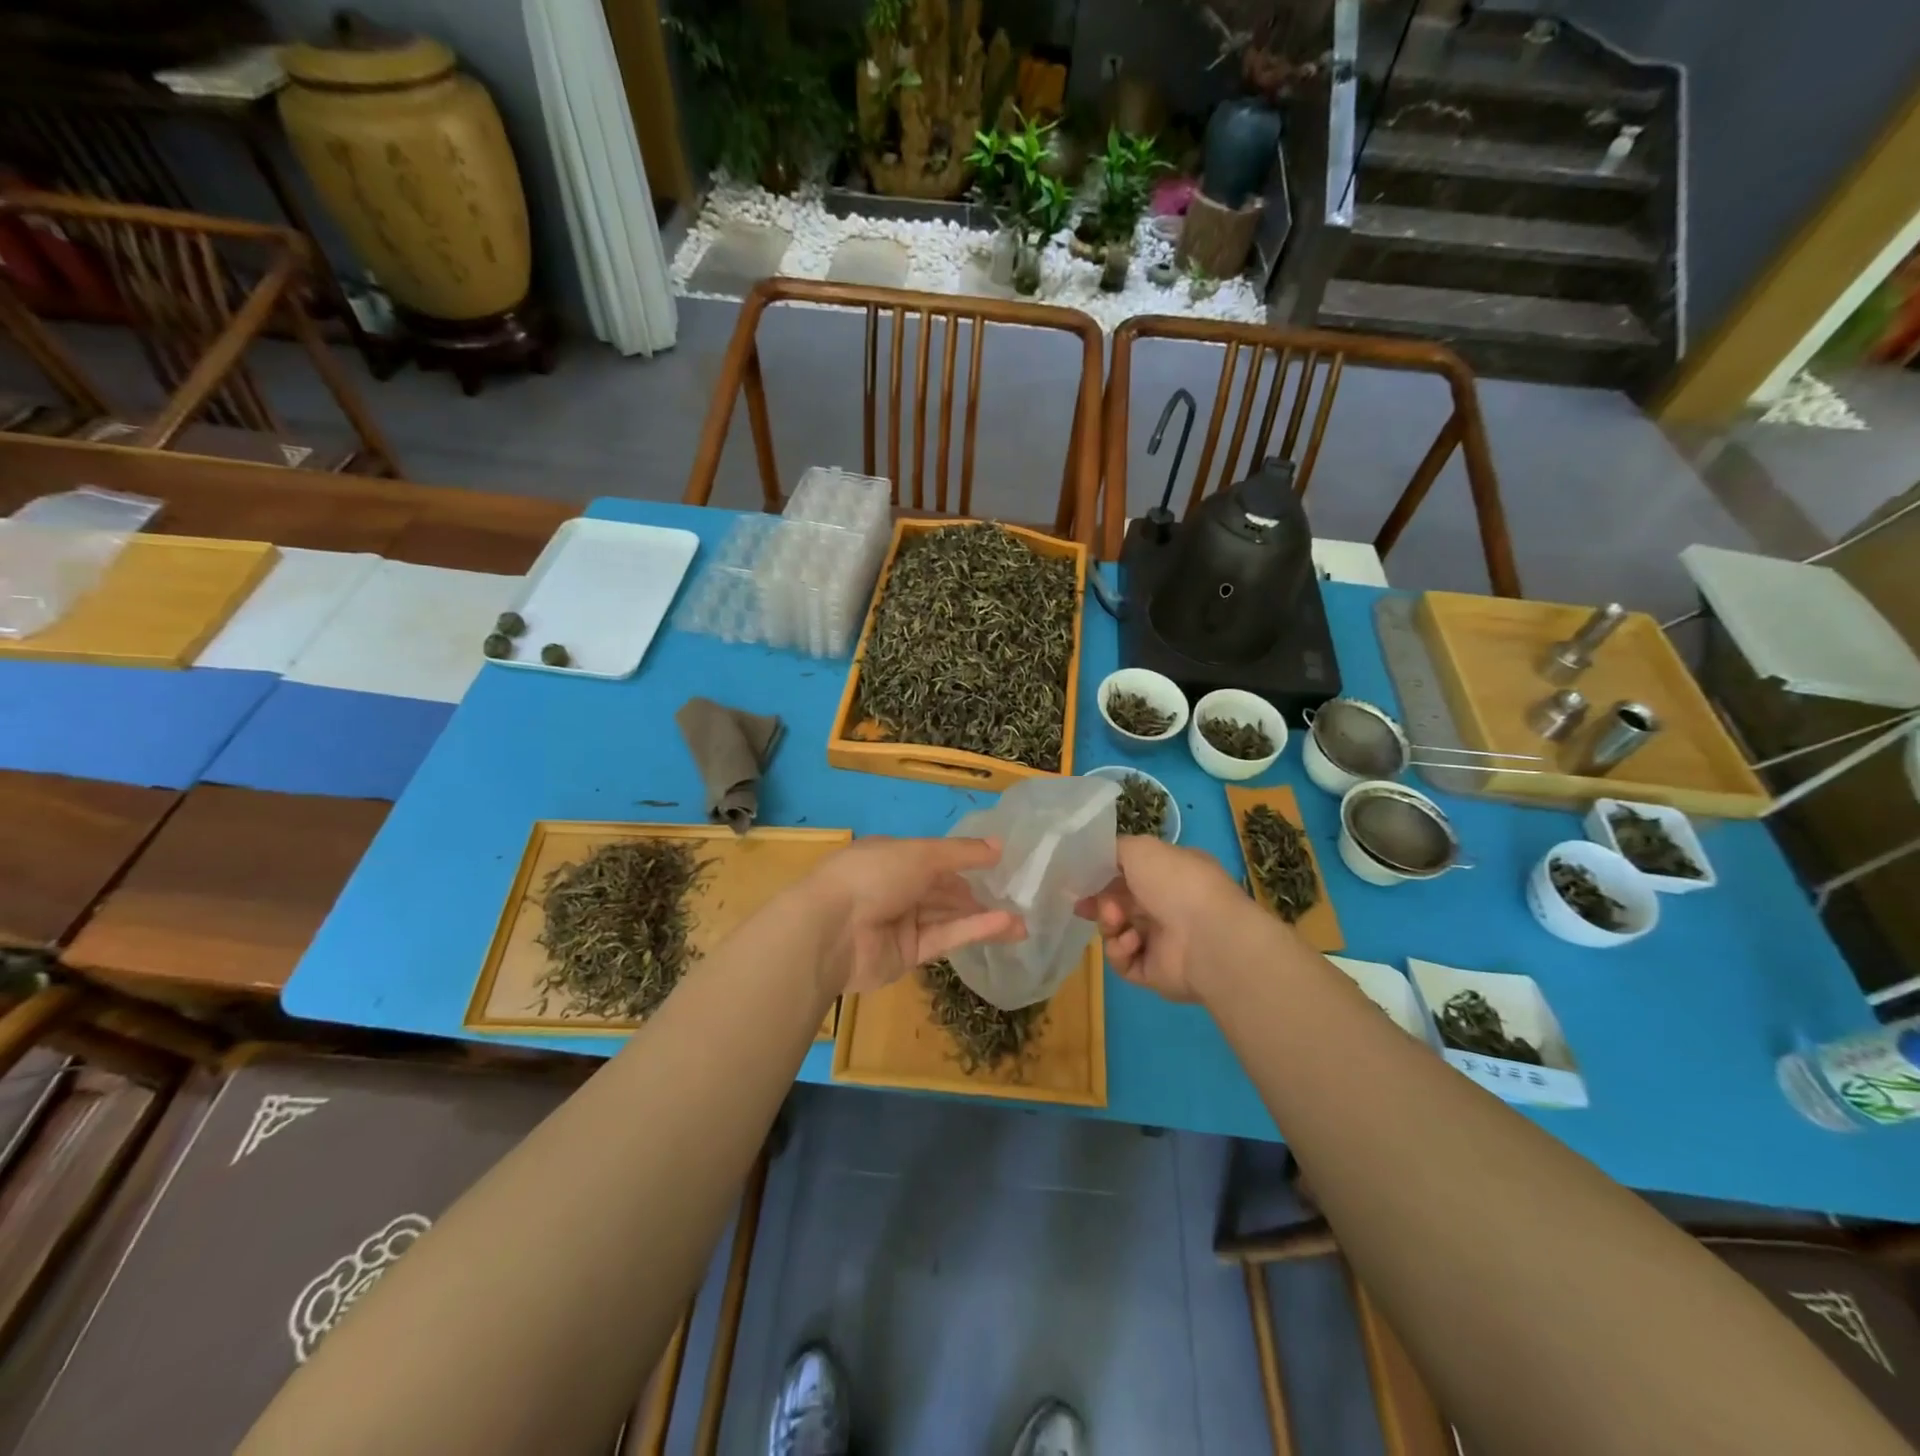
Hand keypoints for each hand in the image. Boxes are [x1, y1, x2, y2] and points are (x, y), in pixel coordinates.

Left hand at [804, 837, 1023, 996]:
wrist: (831, 931)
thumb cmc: (874, 875)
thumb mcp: (922, 853)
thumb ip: (962, 853)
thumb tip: (1000, 845)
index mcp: (892, 856)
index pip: (935, 858)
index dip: (966, 862)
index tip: (1001, 867)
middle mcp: (896, 887)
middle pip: (944, 890)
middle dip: (980, 894)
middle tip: (1020, 898)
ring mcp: (901, 923)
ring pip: (949, 916)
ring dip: (983, 916)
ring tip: (1024, 921)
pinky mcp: (907, 955)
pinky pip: (944, 939)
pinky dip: (972, 931)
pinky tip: (1005, 926)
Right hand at [1076, 836, 1251, 1002]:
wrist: (1207, 937)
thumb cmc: (1175, 882)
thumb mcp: (1141, 848)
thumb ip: (1115, 849)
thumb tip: (1101, 861)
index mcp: (1172, 874)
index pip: (1132, 873)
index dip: (1104, 876)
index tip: (1082, 880)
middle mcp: (1170, 906)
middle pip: (1121, 904)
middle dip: (1100, 903)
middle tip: (1084, 906)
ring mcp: (1164, 941)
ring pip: (1118, 932)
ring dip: (1109, 925)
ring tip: (1116, 922)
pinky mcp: (1155, 972)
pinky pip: (1124, 961)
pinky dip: (1120, 951)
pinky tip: (1131, 943)